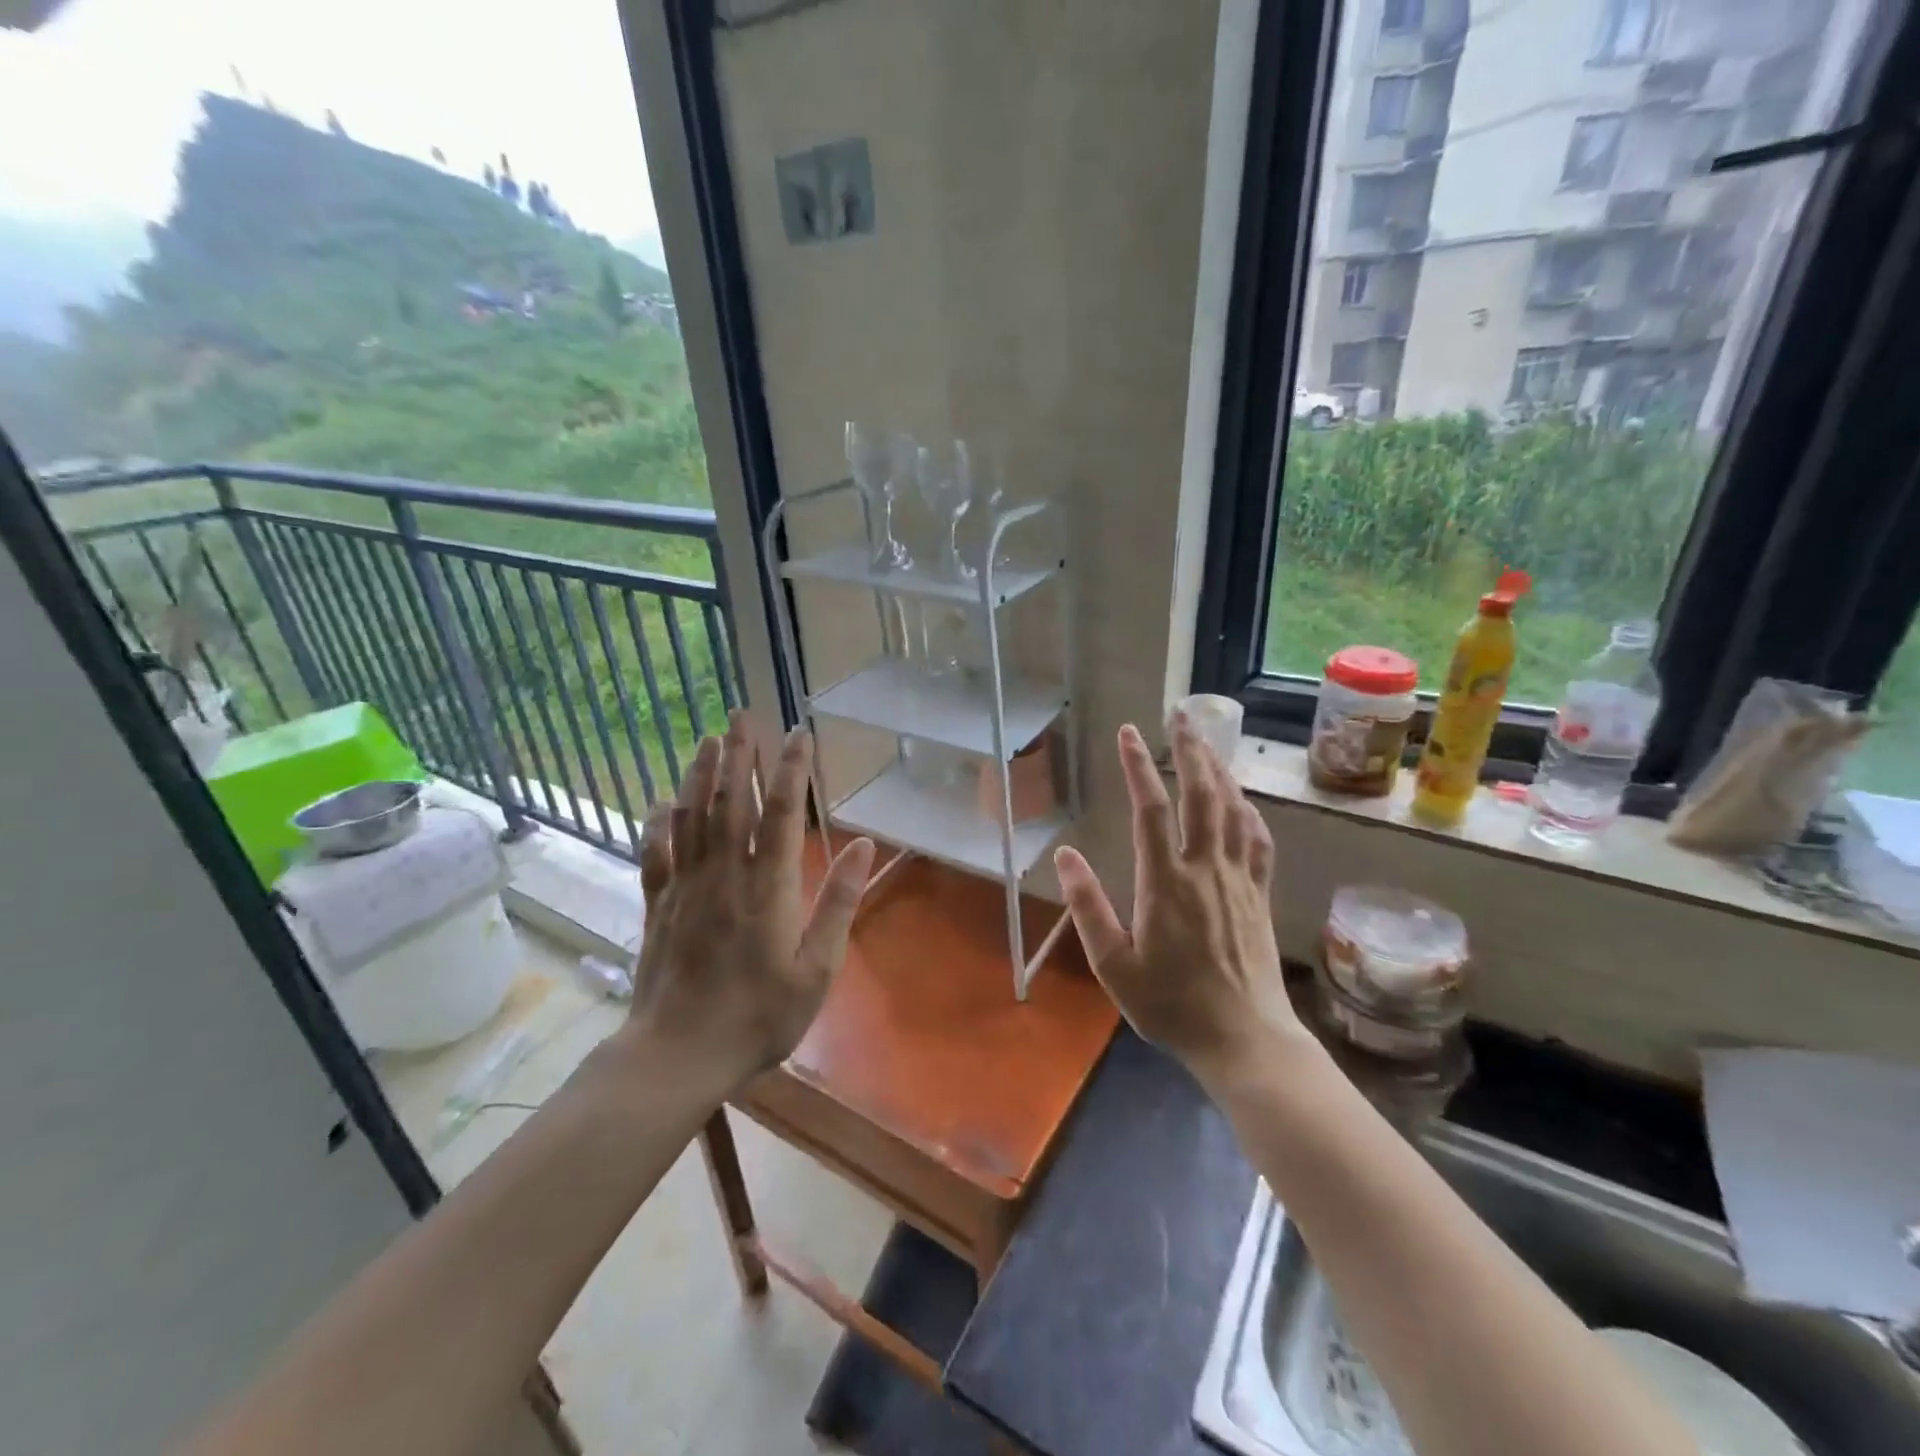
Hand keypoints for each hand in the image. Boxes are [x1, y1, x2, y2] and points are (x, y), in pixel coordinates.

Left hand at [628, 712, 874, 1091]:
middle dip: (738, 754)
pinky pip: (656, 852)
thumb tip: (864, 846)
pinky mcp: (658, 905)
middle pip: (730, 801)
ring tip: (707, 739)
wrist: (677, 1055)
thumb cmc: (758, 1016)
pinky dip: (658, 822)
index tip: (798, 734)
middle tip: (741, 714)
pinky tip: (660, 802)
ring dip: (700, 774)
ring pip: (690, 816)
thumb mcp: (816, 969)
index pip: (780, 812)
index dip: (789, 769)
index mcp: (767, 886)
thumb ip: (838, 903)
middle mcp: (723, 874)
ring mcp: (685, 887)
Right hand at [1053, 716, 1305, 1084]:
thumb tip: (1064, 855)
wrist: (1244, 1039)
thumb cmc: (1171, 1005)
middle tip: (1180, 713)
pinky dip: (1248, 810)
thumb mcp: (1114, 965)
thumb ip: (1088, 907)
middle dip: (1190, 749)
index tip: (1128, 731)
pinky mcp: (1259, 894)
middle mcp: (1206, 869)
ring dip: (1219, 769)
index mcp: (1166, 882)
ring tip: (1207, 740)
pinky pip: (1258, 839)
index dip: (1138, 765)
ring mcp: (1239, 879)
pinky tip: (1240, 798)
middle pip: (1202, 794)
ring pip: (1233, 809)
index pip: (1151, 809)